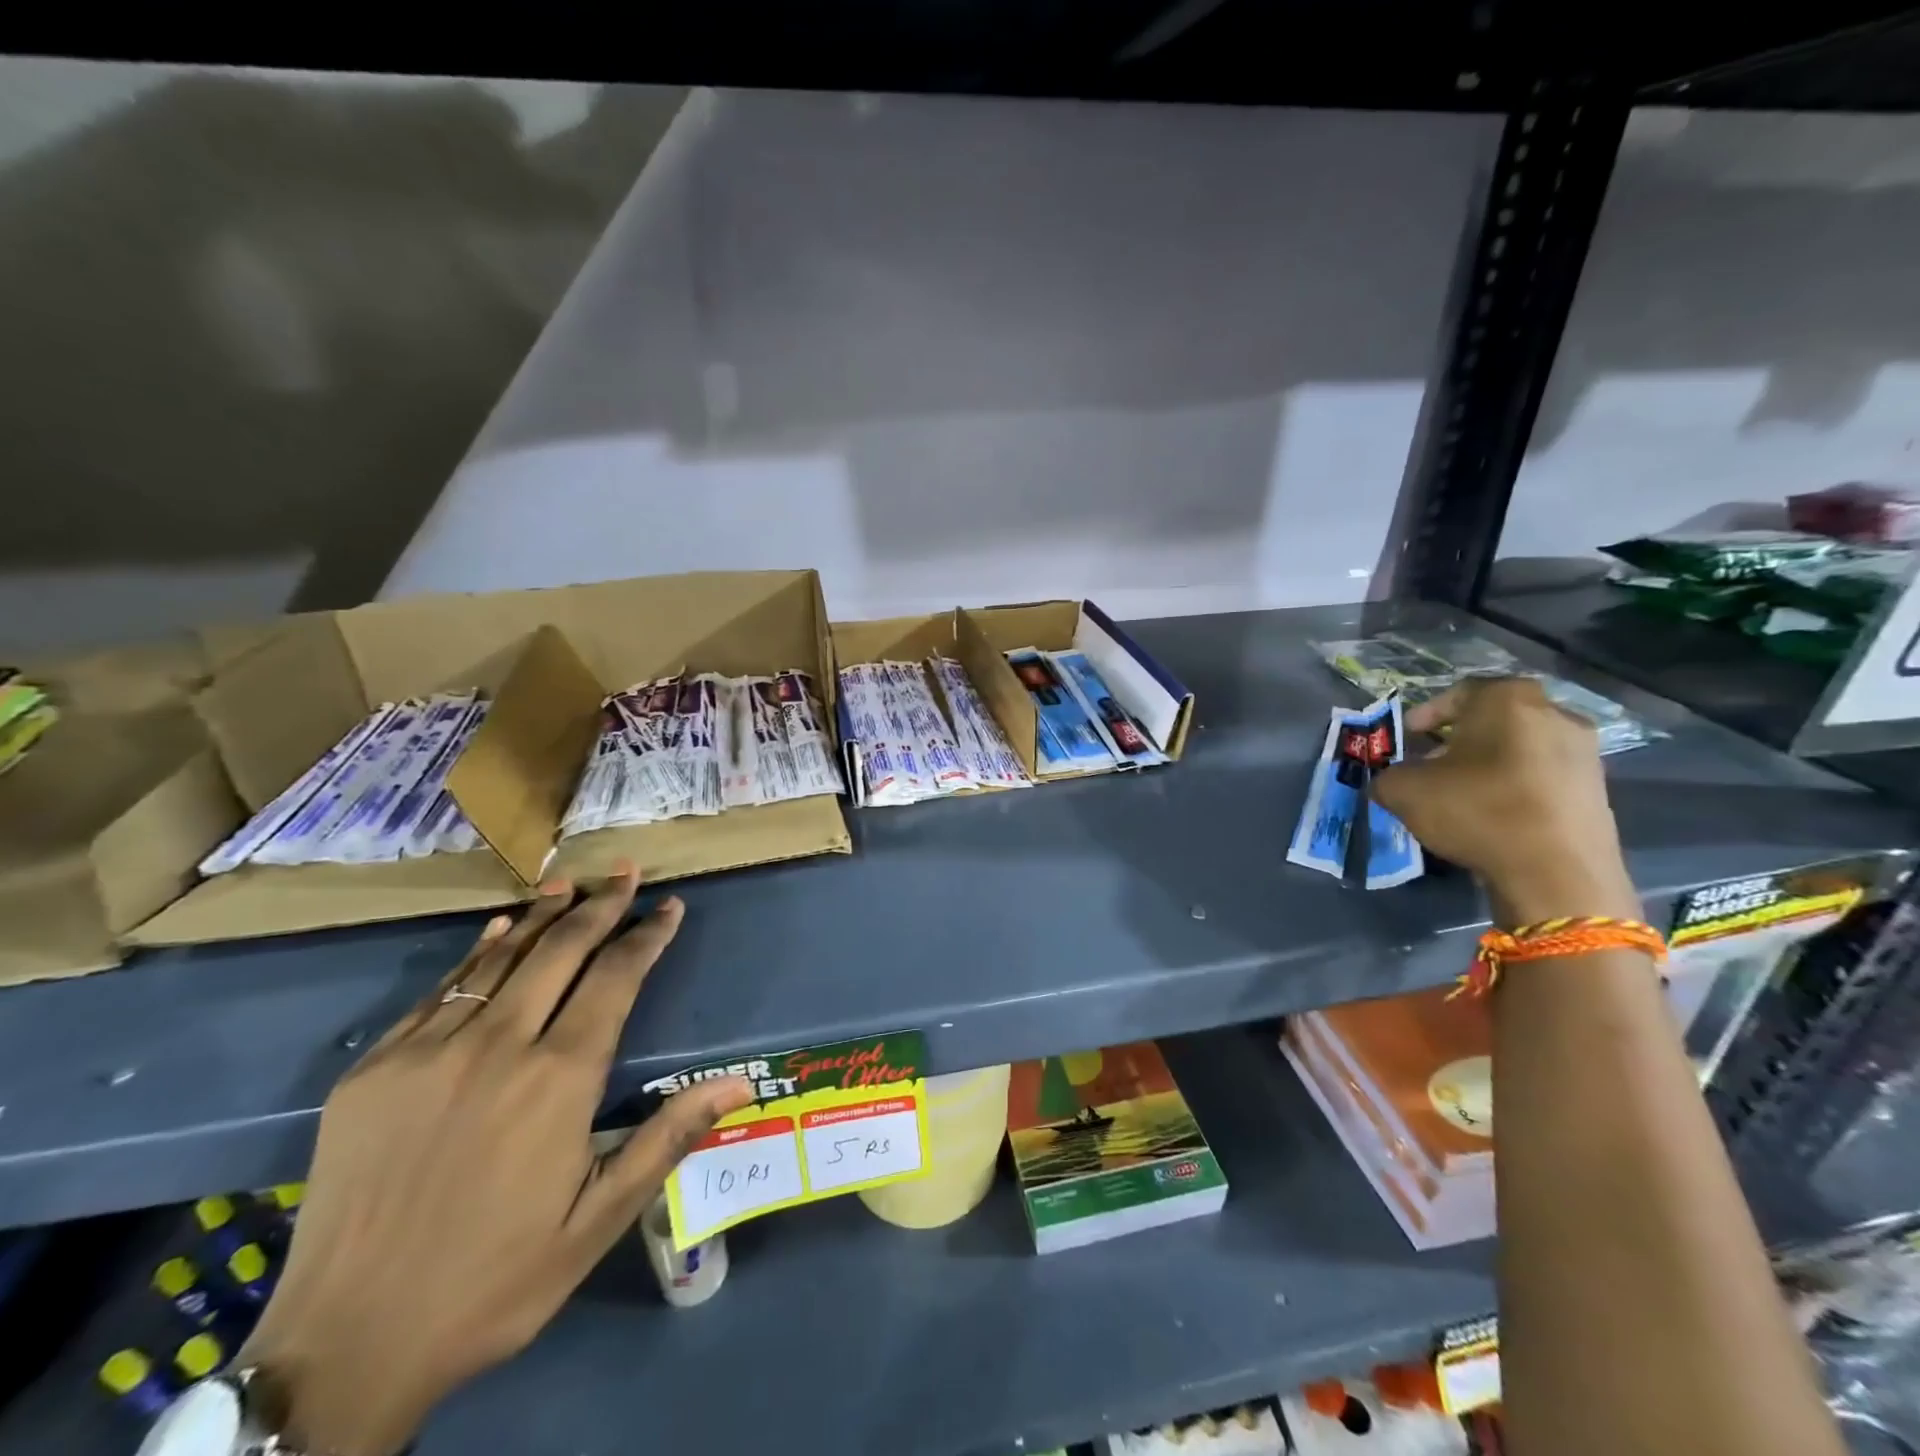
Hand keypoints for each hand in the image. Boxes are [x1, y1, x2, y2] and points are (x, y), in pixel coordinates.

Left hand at [235, 868, 751, 1455]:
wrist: (342, 1349)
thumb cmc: (494, 1282)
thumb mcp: (598, 1221)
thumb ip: (667, 1137)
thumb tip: (740, 1083)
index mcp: (559, 1080)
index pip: (616, 979)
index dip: (647, 936)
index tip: (669, 906)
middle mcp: (498, 1047)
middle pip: (561, 951)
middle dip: (601, 905)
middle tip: (627, 871)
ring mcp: (428, 1053)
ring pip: (500, 959)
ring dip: (542, 916)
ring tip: (571, 882)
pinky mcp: (374, 1070)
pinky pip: (440, 992)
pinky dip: (477, 954)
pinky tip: (498, 931)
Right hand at [1371, 677, 1639, 925]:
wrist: (1557, 872)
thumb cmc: (1477, 810)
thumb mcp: (1403, 791)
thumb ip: (1388, 776)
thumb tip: (1391, 780)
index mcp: (1507, 699)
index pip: (1458, 692)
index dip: (1425, 715)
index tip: (1406, 739)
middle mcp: (1555, 713)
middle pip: (1494, 719)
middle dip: (1458, 740)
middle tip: (1430, 766)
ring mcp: (1585, 752)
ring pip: (1521, 748)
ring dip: (1488, 764)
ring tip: (1460, 795)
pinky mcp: (1598, 790)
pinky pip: (1543, 776)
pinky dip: (1516, 787)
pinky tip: (1494, 815)